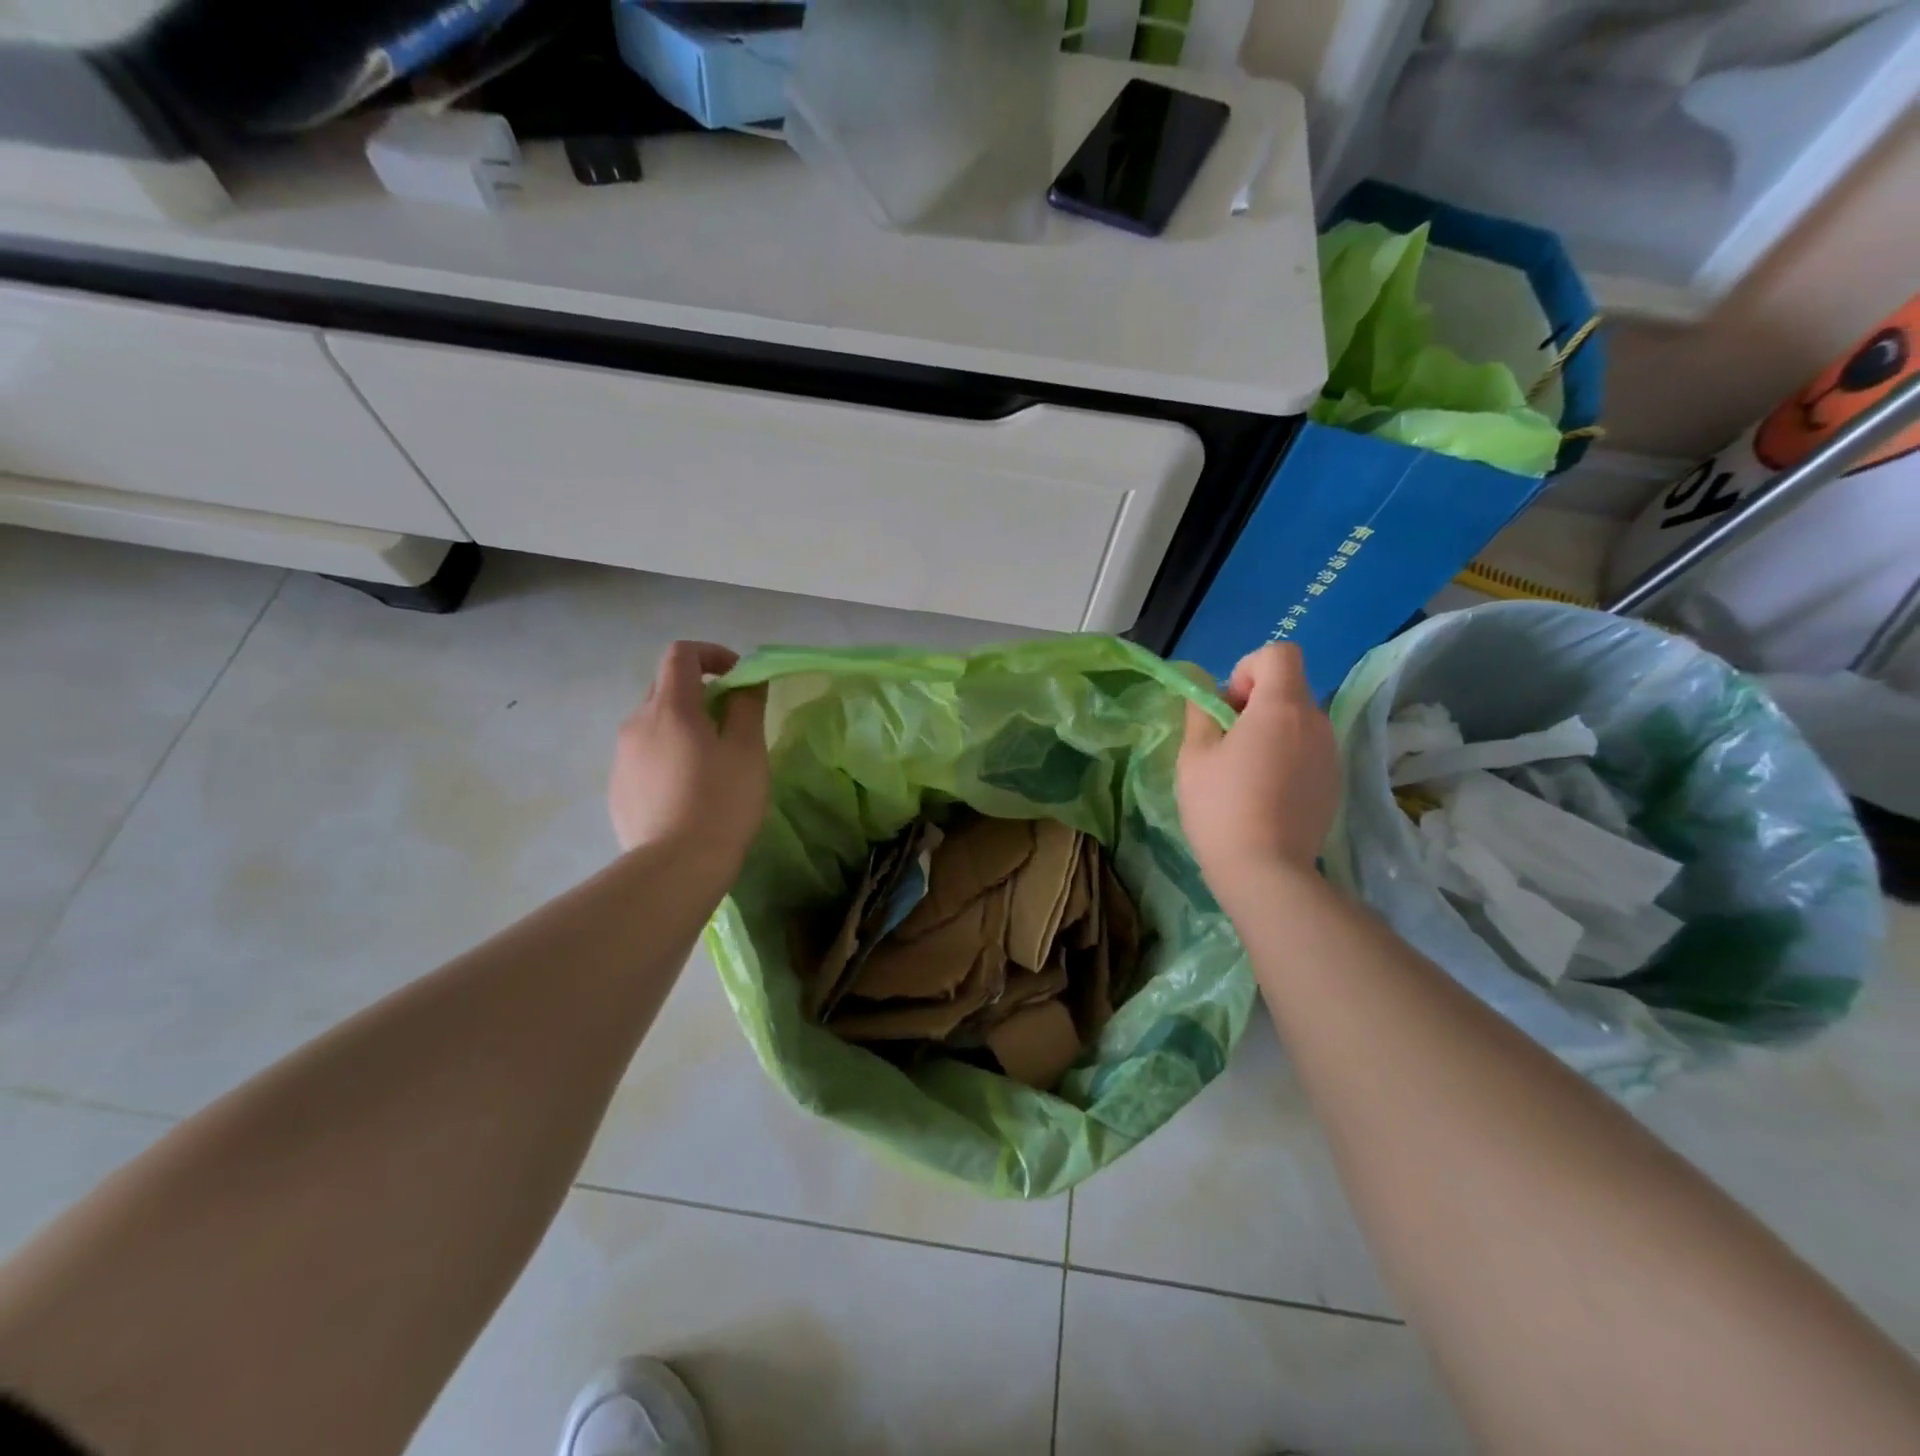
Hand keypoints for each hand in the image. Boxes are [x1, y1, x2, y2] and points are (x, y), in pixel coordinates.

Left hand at [609, 641, 768, 865]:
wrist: (675, 867)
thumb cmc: (721, 802)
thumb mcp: (748, 751)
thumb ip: (748, 706)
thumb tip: (745, 682)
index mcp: (671, 708)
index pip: (681, 654)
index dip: (712, 654)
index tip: (738, 677)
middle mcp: (637, 723)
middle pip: (665, 687)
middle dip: (699, 692)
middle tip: (730, 722)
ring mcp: (621, 757)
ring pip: (653, 724)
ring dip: (682, 726)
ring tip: (710, 762)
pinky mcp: (616, 787)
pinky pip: (644, 755)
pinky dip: (667, 755)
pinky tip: (687, 791)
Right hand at [1177, 643, 1339, 898]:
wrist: (1266, 872)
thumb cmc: (1221, 807)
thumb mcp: (1194, 756)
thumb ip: (1200, 713)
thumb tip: (1206, 694)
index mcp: (1282, 708)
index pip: (1280, 653)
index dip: (1248, 668)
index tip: (1228, 706)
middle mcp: (1316, 722)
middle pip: (1289, 687)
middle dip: (1256, 702)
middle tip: (1227, 742)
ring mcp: (1331, 754)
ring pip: (1300, 721)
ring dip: (1272, 730)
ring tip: (1245, 772)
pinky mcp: (1335, 782)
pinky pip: (1309, 750)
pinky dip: (1288, 757)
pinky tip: (1266, 794)